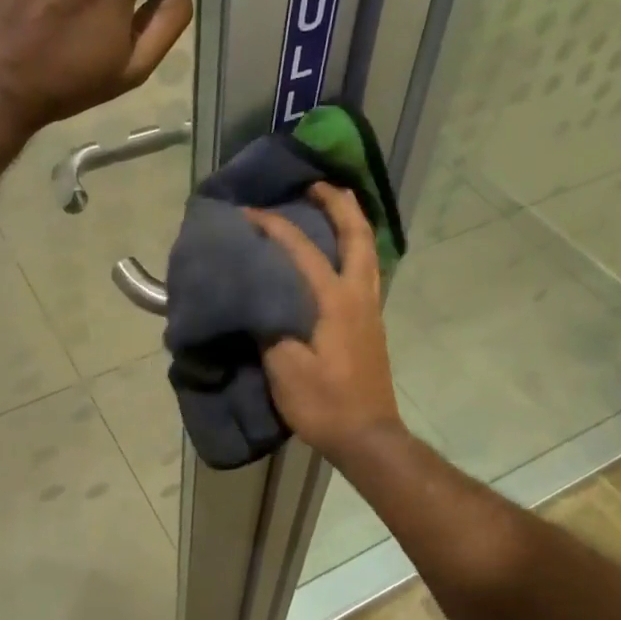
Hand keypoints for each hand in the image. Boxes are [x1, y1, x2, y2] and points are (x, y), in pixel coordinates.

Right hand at [245, 184, 404, 466]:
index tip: (249, 212)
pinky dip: (354, 248)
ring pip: (369, 252)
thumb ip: (269, 328)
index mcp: (335, 301)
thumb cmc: (324, 402)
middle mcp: (359, 296)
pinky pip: (366, 270)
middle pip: (358, 236)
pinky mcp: (371, 324)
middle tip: (318, 183)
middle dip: (340, 204)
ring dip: (353, 223)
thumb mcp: (285, 368)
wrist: (367, 436)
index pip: (302, 251)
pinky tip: (338, 255)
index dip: (275, 227)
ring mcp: (370, 310)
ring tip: (333, 207)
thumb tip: (255, 300)